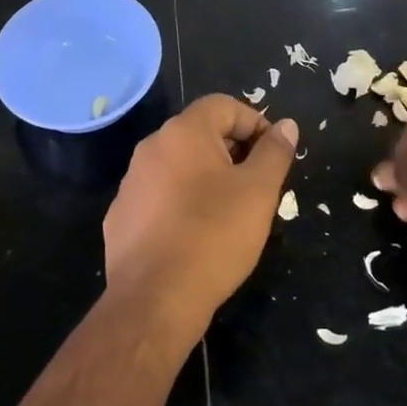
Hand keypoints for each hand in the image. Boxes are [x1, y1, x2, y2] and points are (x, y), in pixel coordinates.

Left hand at [103, 95, 297, 343]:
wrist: (154, 300)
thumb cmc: (214, 236)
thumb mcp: (258, 192)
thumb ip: (274, 152)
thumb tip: (286, 125)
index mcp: (183, 132)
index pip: (224, 105)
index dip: (255, 123)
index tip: (273, 155)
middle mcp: (151, 147)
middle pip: (199, 133)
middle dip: (232, 150)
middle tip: (257, 185)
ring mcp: (131, 181)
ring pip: (177, 165)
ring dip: (205, 177)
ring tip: (229, 211)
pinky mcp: (120, 215)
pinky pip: (158, 196)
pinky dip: (179, 203)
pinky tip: (194, 235)